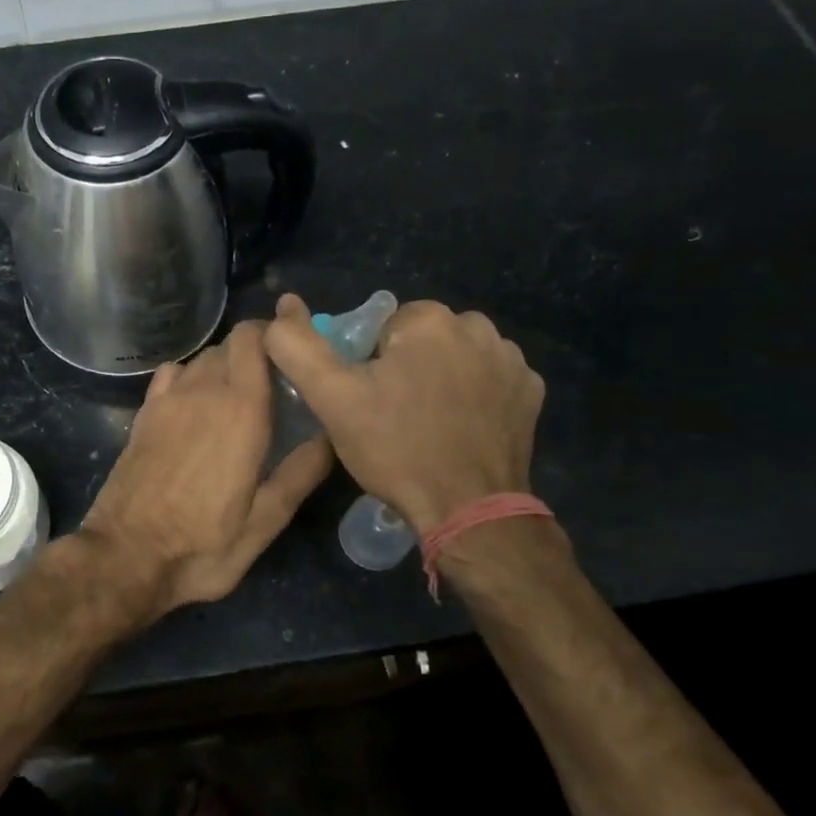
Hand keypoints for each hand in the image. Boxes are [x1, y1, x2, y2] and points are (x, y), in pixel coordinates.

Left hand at [81, 321, 333, 617]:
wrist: (125, 557)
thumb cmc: (202, 545)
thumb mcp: (265, 522)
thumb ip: (301, 473)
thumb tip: (332, 435)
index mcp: (241, 410)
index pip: (254, 339)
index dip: (274, 335)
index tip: (293, 354)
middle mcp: (203, 391)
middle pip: (230, 345)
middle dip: (254, 354)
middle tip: (274, 386)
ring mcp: (167, 400)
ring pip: (201, 359)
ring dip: (223, 367)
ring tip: (238, 398)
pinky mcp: (143, 414)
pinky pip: (172, 375)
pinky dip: (189, 377)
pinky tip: (195, 405)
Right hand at [264, 294, 544, 535]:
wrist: (468, 510)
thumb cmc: (396, 449)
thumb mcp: (332, 399)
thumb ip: (298, 347)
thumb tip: (284, 305)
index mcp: (429, 319)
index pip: (381, 327)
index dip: (366, 364)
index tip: (367, 400)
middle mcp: (478, 326)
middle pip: (420, 339)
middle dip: (404, 367)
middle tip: (391, 416)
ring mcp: (511, 360)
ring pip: (455, 357)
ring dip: (440, 378)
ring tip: (426, 425)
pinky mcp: (530, 391)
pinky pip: (489, 379)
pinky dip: (473, 396)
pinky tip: (461, 429)